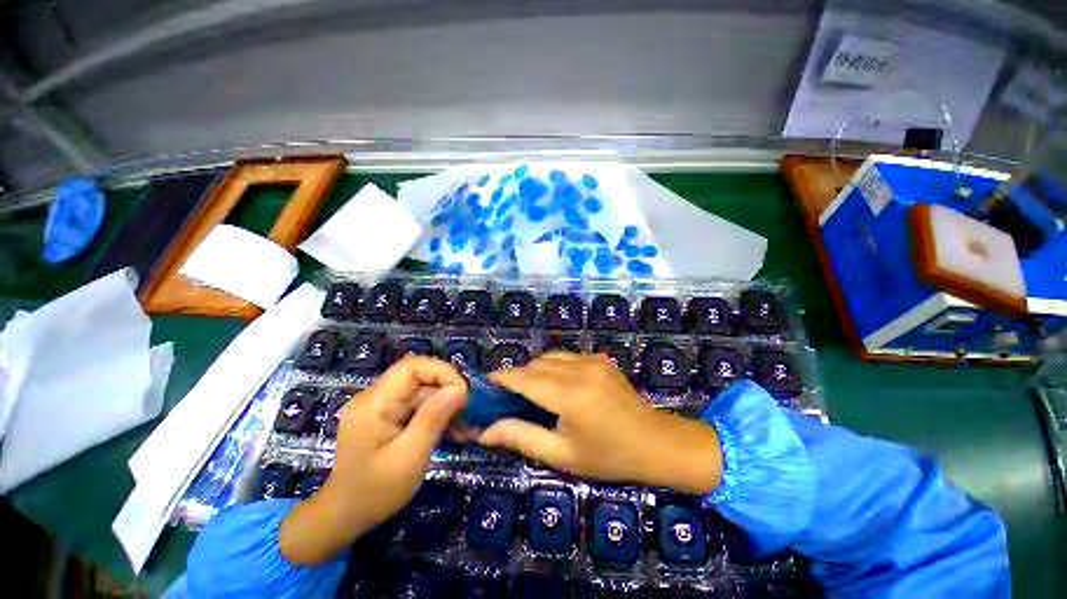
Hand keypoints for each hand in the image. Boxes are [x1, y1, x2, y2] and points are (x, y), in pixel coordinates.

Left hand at [279, 356, 466, 562]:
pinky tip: (452, 429)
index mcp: (374, 403)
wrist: (345, 516)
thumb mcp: (410, 457)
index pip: (412, 367)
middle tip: (469, 410)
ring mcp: (381, 406)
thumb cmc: (375, 492)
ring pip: (422, 390)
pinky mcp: (387, 416)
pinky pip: (417, 404)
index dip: (442, 372)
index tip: (463, 393)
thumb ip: (433, 418)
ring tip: (466, 424)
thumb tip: (459, 388)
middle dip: (447, 389)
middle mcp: (376, 397)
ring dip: (446, 403)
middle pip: (419, 377)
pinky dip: (437, 413)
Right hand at [478, 352, 721, 494]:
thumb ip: (521, 437)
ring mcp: (592, 359)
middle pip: (535, 363)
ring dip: (535, 370)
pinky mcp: (600, 358)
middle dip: (518, 376)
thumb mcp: (562, 454)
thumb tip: (484, 432)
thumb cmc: (608, 456)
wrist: (656, 443)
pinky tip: (558, 385)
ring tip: (533, 392)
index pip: (524, 378)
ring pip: (550, 356)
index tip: (485, 385)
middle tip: (509, 397)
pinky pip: (567, 356)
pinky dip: (554, 366)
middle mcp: (579, 369)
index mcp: (569, 395)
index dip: (501, 378)